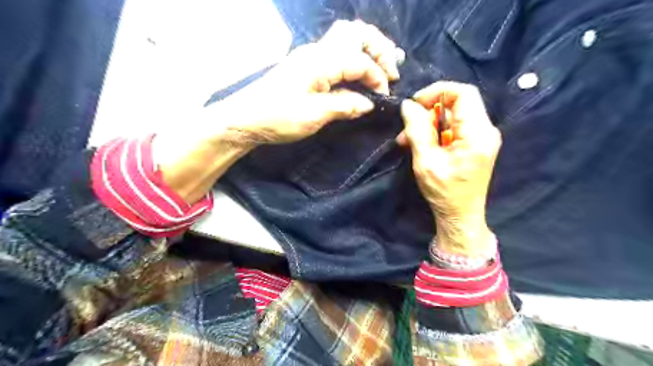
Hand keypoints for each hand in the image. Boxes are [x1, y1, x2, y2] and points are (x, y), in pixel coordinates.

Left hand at [209, 18, 403, 145]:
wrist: (244, 119)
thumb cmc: (277, 117)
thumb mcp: (314, 115)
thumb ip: (345, 105)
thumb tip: (369, 103)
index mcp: (321, 61)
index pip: (360, 60)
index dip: (378, 76)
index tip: (384, 97)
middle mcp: (317, 51)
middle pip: (356, 33)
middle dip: (379, 48)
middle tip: (393, 69)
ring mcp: (310, 56)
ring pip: (346, 38)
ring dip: (367, 49)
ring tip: (383, 65)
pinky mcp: (305, 66)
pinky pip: (336, 52)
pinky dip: (354, 57)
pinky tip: (359, 71)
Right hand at [398, 81, 499, 255]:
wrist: (460, 215)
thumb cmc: (444, 192)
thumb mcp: (426, 161)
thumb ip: (417, 130)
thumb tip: (407, 105)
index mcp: (478, 133)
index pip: (464, 93)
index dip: (437, 92)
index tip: (415, 104)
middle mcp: (486, 130)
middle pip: (456, 104)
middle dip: (427, 113)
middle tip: (406, 130)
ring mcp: (482, 137)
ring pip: (452, 116)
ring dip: (428, 124)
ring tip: (407, 141)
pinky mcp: (475, 144)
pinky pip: (454, 128)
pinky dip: (435, 133)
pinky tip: (420, 145)